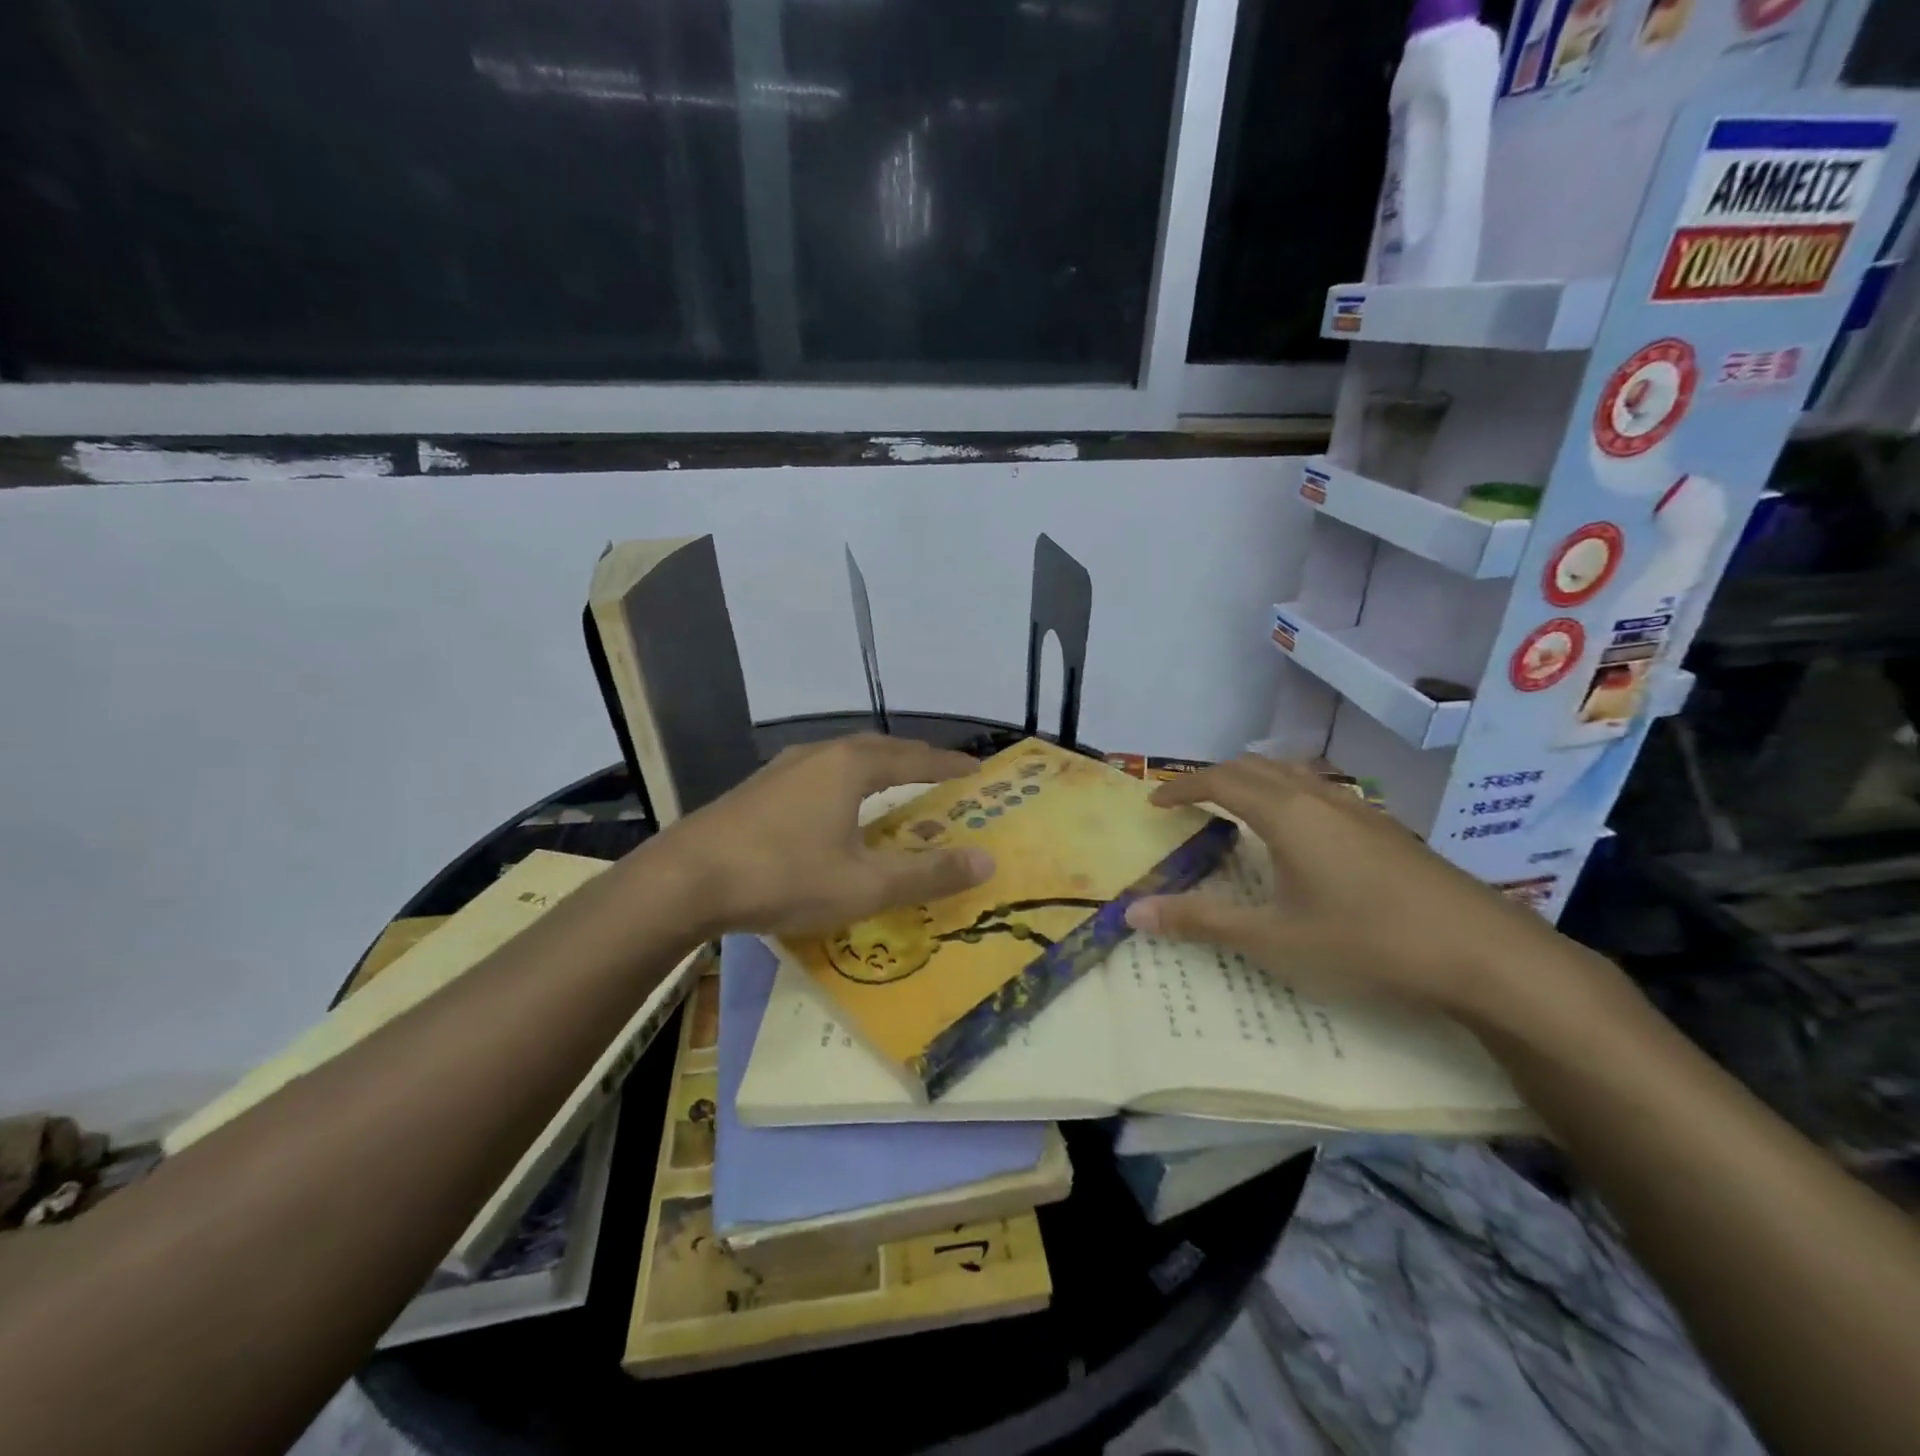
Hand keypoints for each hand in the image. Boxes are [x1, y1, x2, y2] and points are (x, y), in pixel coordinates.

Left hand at [658, 733, 995, 936]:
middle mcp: (819, 755)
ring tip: (895, 785)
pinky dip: (846, 782)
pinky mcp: (758, 789)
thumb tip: (987, 860)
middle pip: (880, 749)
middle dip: (915, 759)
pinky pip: (819, 774)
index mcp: (850, 766)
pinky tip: (836, 806)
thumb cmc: (782, 877)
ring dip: (877, 768)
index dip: (949, 765)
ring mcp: (782, 769)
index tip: (978, 770)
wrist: (684, 881)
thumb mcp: (864, 885)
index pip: (915, 758)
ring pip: (844, 758)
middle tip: (941, 775)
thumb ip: (927, 873)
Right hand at [1123, 756, 1576, 1022]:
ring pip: (1294, 774)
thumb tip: (1134, 912)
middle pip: (1255, 767)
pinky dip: (1289, 795)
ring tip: (1238, 808)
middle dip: (1215, 777)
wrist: (1486, 955)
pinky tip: (1302, 835)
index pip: (1220, 780)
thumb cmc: (1367, 942)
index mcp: (1286, 814)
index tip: (1154, 802)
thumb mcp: (1275, 939)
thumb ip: (1202, 922)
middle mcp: (1320, 798)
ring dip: (1255, 781)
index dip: (1182, 787)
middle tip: (1189, 802)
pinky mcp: (1388, 829)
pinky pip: (1322, 791)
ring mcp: (1360, 810)